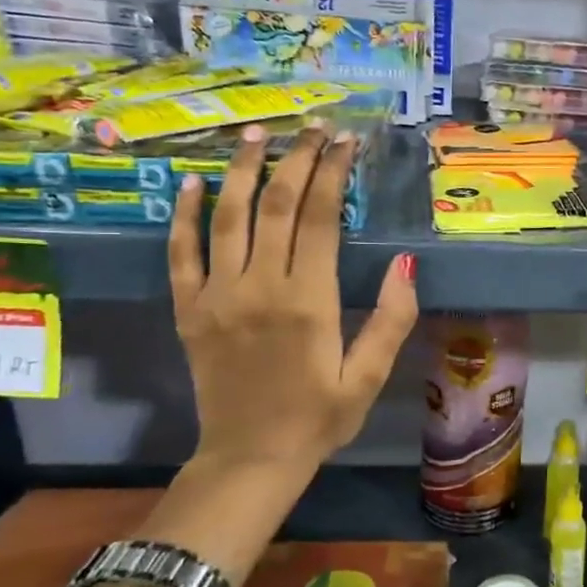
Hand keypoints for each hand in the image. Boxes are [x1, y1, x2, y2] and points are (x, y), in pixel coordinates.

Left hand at [167, 125, 417, 475]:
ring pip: (229, 218)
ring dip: (244, 171)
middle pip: (276, 206)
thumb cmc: (319, 418)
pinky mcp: (190, 310)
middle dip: (296, 160)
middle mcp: (258, 287)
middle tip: (313, 127)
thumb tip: (406, 263)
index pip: (318, 218)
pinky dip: (184, 216)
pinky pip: (181, 254)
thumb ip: (391, 318)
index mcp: (307, 301)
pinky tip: (191, 184)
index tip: (344, 142)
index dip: (332, 173)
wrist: (250, 458)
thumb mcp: (369, 376)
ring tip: (258, 134)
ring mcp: (217, 296)